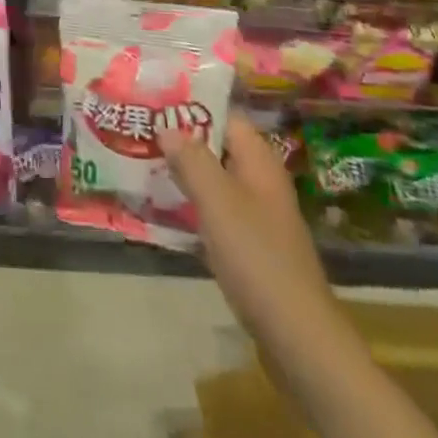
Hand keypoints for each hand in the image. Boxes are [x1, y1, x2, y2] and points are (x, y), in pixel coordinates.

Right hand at [161, 114, 330, 330]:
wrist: (297, 334)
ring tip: (141, 164)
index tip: (154, 103)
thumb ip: (192, 160)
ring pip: (215, 180)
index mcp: (259, 162)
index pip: (226, 117)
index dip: (192, 107)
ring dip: (184, 173)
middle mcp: (261, 181)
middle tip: (140, 132)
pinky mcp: (251, 245)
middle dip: (182, 140)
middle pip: (218, 147)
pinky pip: (216, 211)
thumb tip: (168, 126)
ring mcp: (258, 215)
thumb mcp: (218, 201)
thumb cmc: (256, 256)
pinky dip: (192, 205)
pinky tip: (163, 211)